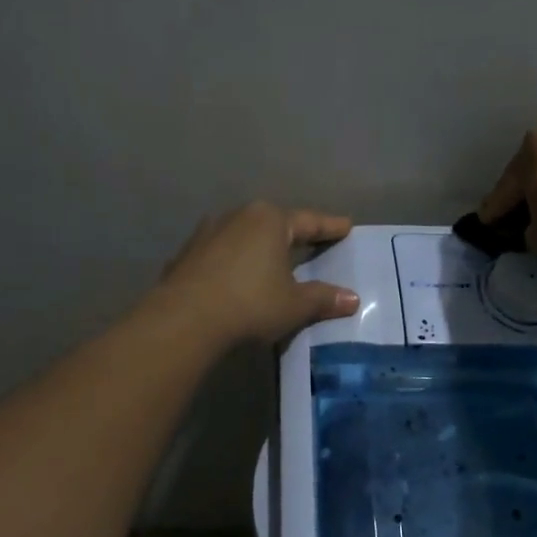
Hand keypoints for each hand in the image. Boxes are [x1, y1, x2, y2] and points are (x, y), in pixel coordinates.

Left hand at [159, 203, 358, 344]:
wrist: (184, 320)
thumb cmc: (250, 304)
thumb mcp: (294, 304)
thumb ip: (323, 298)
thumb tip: (352, 298)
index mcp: (270, 220)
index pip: (309, 221)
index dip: (330, 227)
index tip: (346, 226)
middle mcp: (238, 216)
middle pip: (274, 224)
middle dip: (292, 234)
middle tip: (311, 242)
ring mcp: (207, 233)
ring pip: (243, 237)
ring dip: (259, 248)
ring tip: (272, 262)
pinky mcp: (186, 254)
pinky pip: (221, 255)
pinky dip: (234, 264)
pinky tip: (237, 279)